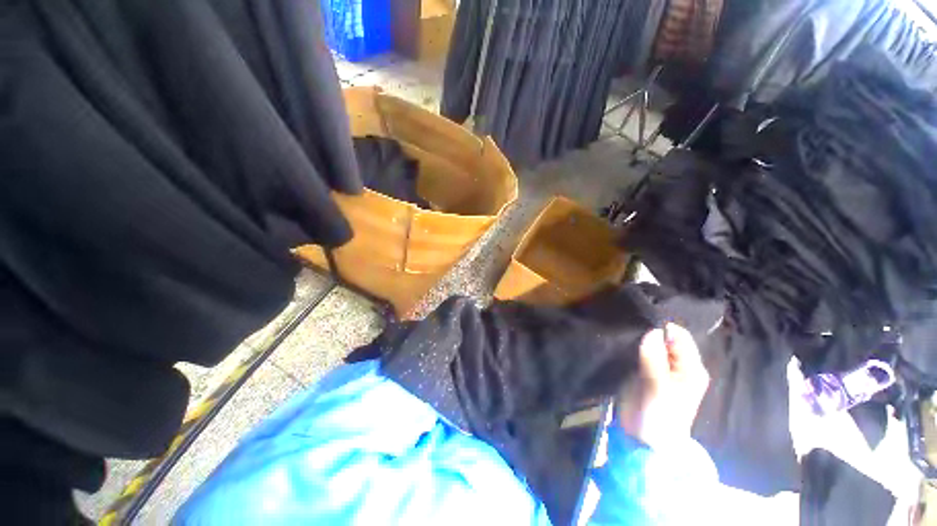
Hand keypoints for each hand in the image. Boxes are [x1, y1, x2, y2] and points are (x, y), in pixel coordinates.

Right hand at [618, 323, 709, 448]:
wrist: (643, 441)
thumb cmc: (657, 418)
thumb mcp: (657, 389)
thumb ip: (655, 359)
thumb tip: (652, 330)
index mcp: (691, 368)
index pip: (678, 336)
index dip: (660, 327)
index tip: (637, 323)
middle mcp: (679, 364)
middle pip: (665, 337)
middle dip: (648, 331)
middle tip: (626, 328)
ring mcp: (662, 367)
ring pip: (651, 342)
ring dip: (638, 338)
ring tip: (622, 333)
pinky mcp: (646, 370)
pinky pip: (641, 351)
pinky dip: (633, 345)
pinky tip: (622, 343)